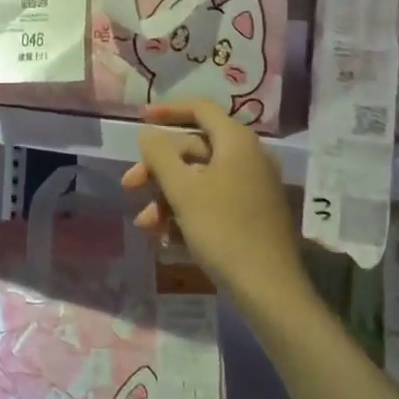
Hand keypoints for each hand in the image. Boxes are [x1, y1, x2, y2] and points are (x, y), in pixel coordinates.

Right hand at [120, 101, 313, 313]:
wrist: (269, 289)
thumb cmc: (223, 229)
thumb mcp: (183, 190)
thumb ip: (161, 155)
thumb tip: (148, 133)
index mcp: (236, 142)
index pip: (200, 109)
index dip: (168, 110)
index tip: (139, 119)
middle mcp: (249, 157)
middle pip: (194, 148)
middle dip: (158, 168)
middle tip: (129, 186)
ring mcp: (253, 187)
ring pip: (200, 179)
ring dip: (167, 197)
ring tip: (146, 225)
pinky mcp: (253, 214)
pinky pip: (214, 200)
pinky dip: (187, 212)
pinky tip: (166, 237)